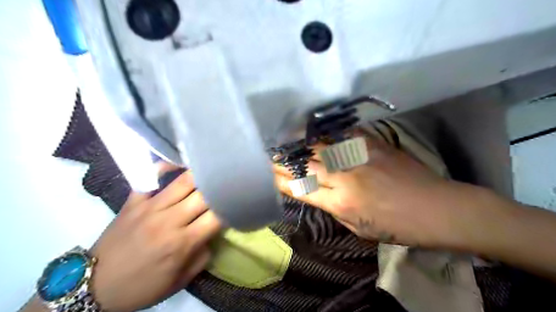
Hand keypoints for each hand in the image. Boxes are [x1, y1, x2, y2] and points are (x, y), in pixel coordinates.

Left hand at [90, 164, 222, 309]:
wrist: (94, 285)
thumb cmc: (142, 286)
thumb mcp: (179, 281)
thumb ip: (202, 256)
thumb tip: (212, 234)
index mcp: (182, 243)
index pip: (217, 217)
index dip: (231, 207)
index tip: (238, 202)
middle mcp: (169, 220)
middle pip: (204, 194)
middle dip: (220, 187)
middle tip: (229, 181)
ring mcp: (150, 207)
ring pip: (183, 181)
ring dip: (201, 173)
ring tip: (212, 168)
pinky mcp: (134, 201)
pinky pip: (150, 176)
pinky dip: (165, 167)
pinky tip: (178, 164)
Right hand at [273, 135, 476, 249]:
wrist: (435, 207)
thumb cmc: (396, 226)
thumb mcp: (357, 227)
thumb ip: (332, 207)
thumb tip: (314, 192)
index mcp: (340, 202)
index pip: (301, 188)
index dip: (282, 180)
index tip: (270, 174)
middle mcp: (345, 176)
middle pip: (305, 164)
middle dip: (284, 160)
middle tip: (272, 155)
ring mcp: (358, 156)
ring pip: (319, 146)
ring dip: (299, 144)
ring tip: (286, 140)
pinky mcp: (372, 143)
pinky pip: (341, 134)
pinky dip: (325, 134)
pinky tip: (315, 131)